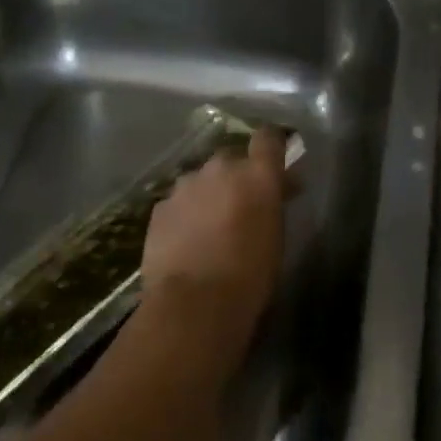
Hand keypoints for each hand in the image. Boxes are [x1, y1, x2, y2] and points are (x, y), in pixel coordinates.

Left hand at [142, 128, 287, 334]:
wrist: (194, 303)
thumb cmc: (250, 276)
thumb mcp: (276, 237)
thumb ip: (274, 203)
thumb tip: (280, 187)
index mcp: (257, 175)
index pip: (268, 137)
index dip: (271, 145)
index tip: (275, 160)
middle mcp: (220, 169)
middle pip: (231, 158)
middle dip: (237, 175)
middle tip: (242, 203)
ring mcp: (185, 185)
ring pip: (201, 180)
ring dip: (208, 194)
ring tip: (210, 226)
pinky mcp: (160, 207)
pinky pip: (178, 202)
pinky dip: (185, 214)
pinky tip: (186, 240)